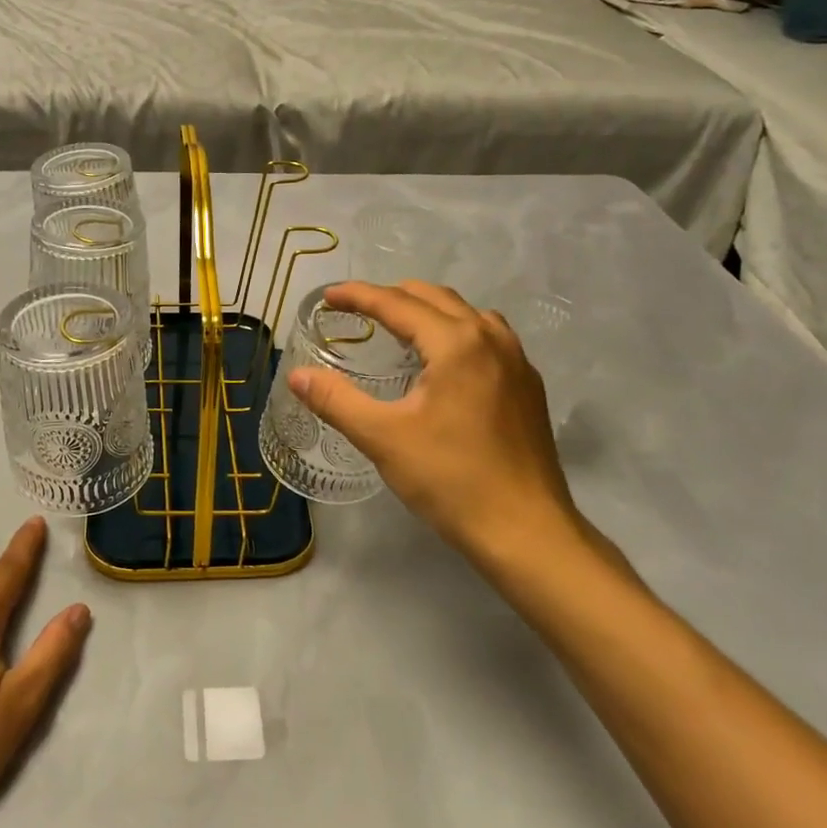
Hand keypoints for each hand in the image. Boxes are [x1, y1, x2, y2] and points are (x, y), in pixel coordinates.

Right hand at [287, 281, 589, 569]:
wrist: (526, 532)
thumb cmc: (450, 479)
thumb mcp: (382, 438)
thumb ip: (336, 400)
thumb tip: (298, 376)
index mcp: (456, 343)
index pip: (397, 303)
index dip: (358, 296)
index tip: (327, 297)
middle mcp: (491, 338)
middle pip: (434, 298)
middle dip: (392, 297)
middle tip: (357, 310)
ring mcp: (517, 361)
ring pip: (466, 314)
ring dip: (428, 311)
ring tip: (399, 328)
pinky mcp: (528, 386)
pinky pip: (488, 337)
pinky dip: (456, 332)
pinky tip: (443, 363)